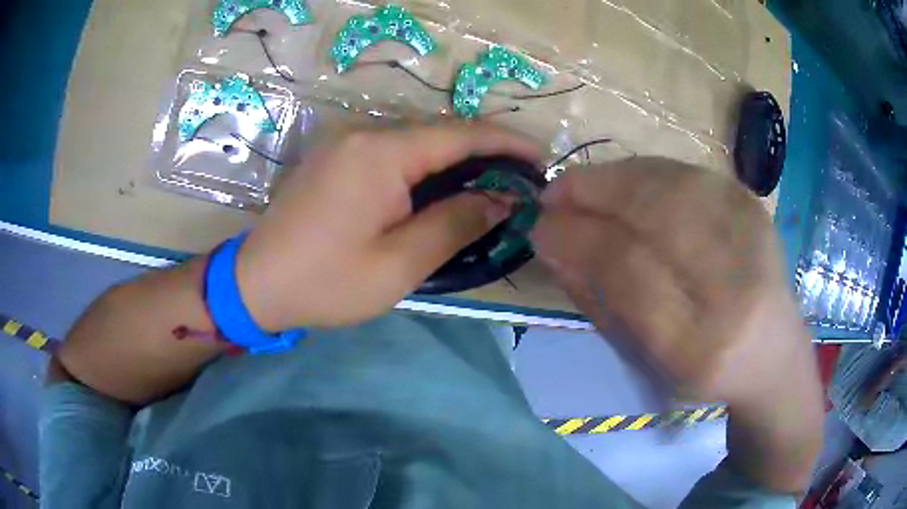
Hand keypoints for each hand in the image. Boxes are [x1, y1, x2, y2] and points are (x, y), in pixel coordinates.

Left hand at [236, 123, 540, 329]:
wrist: (256, 283)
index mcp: (381, 154)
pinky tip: (445, 186)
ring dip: (458, 158)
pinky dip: (427, 164)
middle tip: (521, 180)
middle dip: (486, 151)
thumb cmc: (326, 282)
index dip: (507, 144)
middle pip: (441, 132)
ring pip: (419, 139)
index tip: (542, 161)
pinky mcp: (337, 156)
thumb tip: (499, 198)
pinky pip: (395, 149)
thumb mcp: (399, 264)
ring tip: (492, 185)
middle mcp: (364, 133)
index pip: (461, 134)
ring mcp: (347, 141)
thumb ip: (455, 223)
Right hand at [531, 157, 823, 491]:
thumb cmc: (701, 369)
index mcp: (700, 344)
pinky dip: (645, 171)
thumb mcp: (643, 358)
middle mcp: (735, 285)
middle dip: (592, 194)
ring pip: (671, 183)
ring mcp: (753, 238)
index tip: (540, 226)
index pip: (630, 269)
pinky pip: (689, 174)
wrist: (772, 352)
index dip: (577, 238)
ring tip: (581, 186)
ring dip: (614, 177)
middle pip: (655, 214)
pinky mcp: (755, 208)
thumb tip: (554, 243)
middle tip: (553, 195)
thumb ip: (598, 300)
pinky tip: (622, 182)